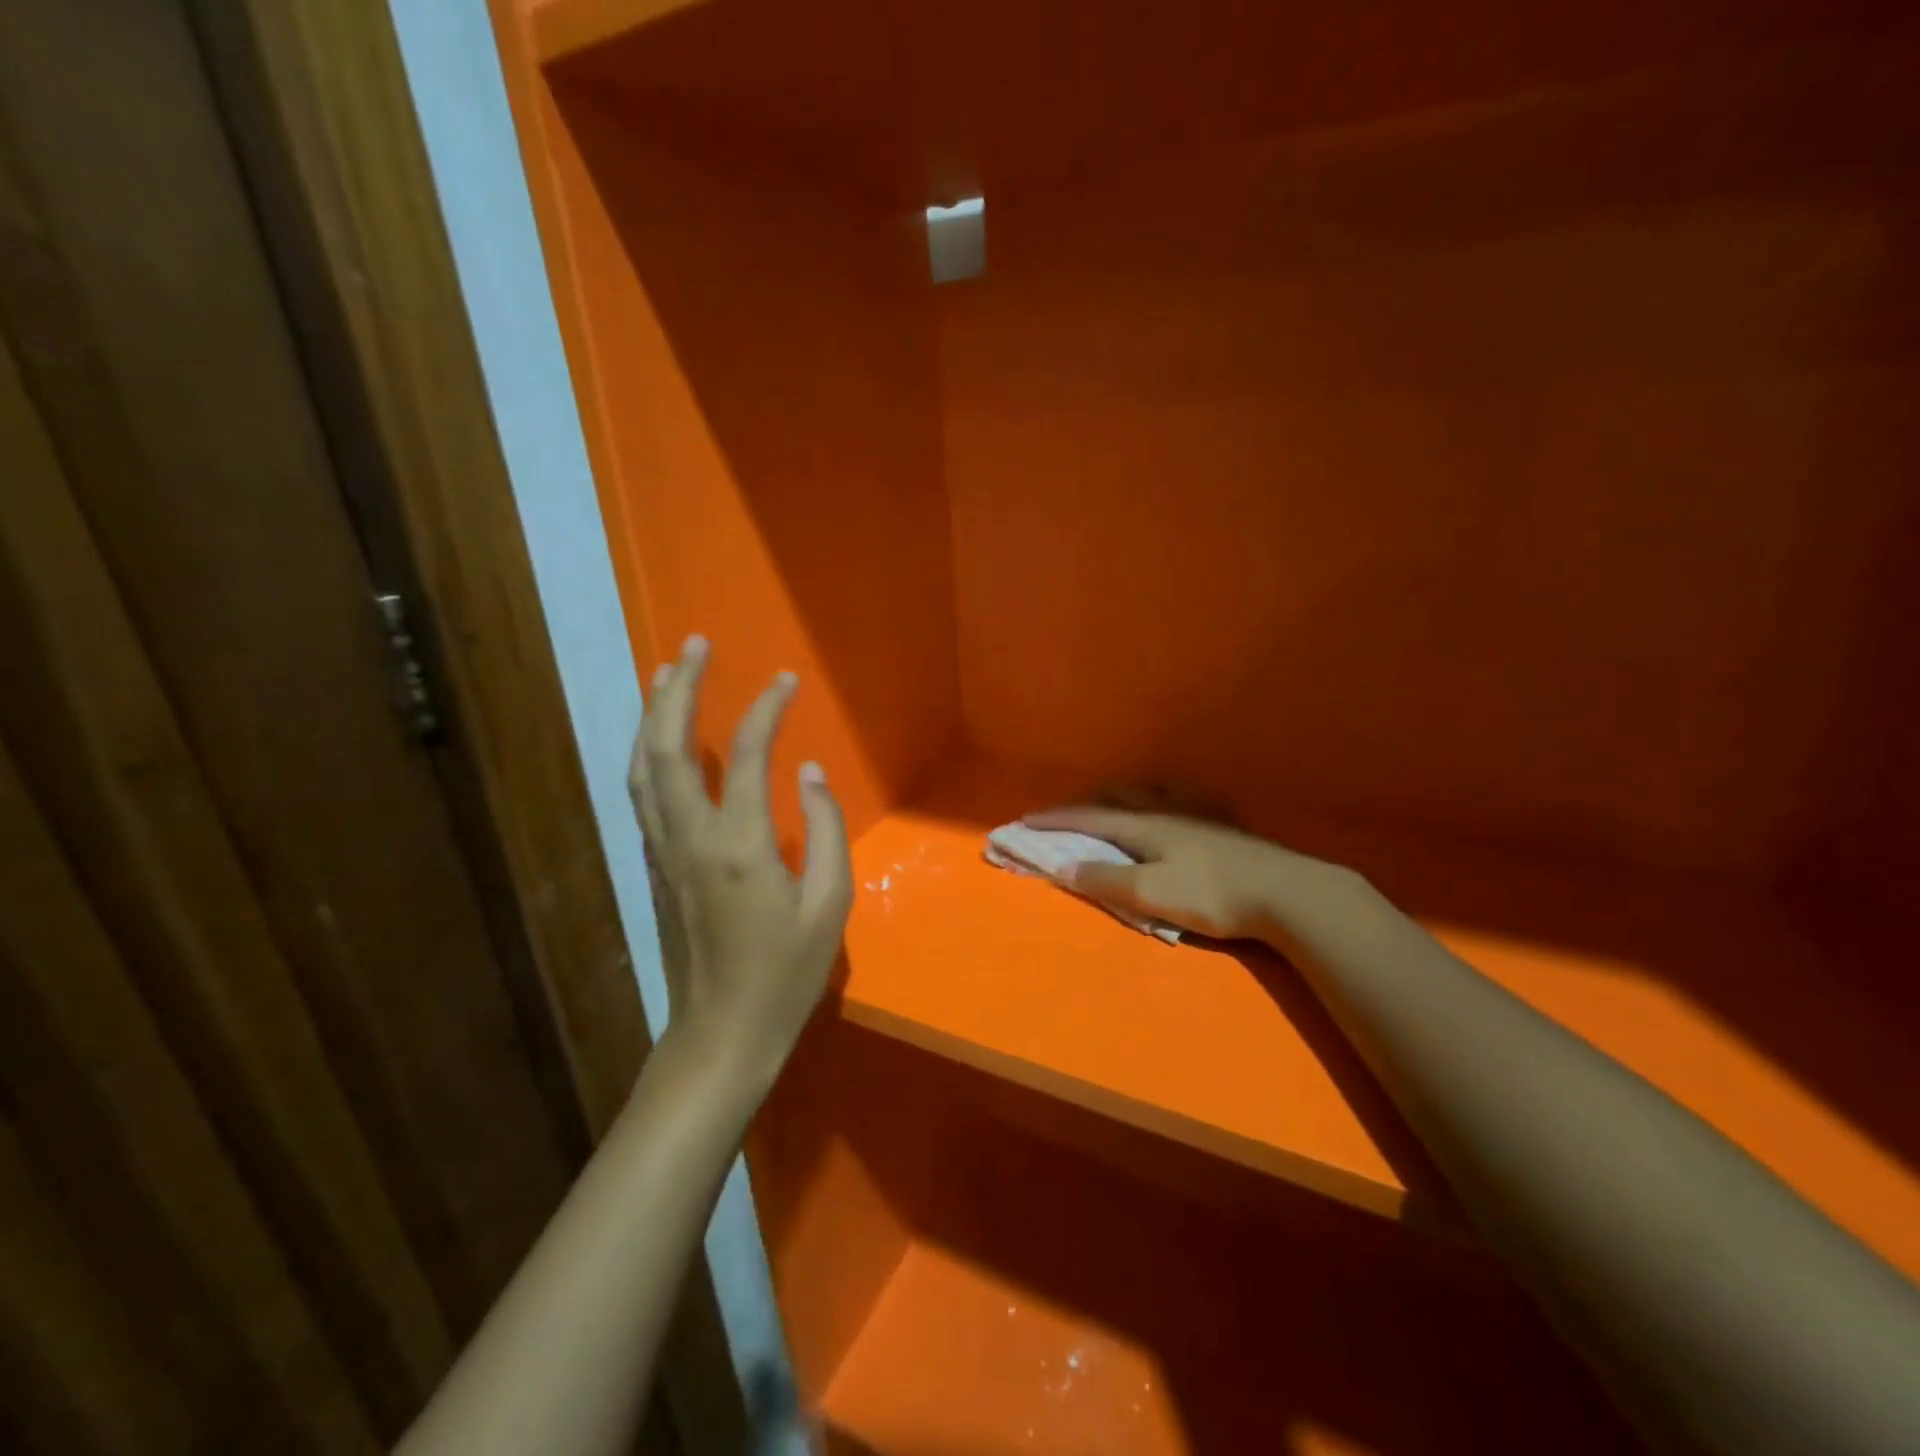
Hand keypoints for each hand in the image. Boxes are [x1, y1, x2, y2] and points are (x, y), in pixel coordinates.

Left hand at [628, 636, 852, 1083]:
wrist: (721, 1034)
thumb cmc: (785, 974)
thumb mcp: (830, 906)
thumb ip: (824, 830)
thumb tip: (810, 773)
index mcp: (740, 846)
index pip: (750, 755)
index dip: (767, 709)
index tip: (784, 679)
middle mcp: (690, 838)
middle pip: (669, 748)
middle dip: (679, 689)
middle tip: (694, 645)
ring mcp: (662, 851)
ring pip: (644, 767)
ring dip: (653, 714)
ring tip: (666, 673)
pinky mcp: (653, 865)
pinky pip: (644, 793)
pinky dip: (649, 751)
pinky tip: (661, 737)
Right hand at [1023, 806, 1328, 941]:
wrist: (1287, 893)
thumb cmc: (1213, 895)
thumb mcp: (1152, 894)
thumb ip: (1106, 881)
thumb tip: (1062, 867)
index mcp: (1145, 826)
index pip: (1090, 819)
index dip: (1056, 819)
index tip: (1026, 820)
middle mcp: (1167, 810)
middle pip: (1118, 797)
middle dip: (1085, 802)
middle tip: (1065, 812)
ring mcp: (1198, 813)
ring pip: (1150, 792)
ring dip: (1121, 794)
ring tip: (1112, 801)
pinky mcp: (1223, 824)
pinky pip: (1181, 798)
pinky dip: (1160, 797)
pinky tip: (1172, 804)